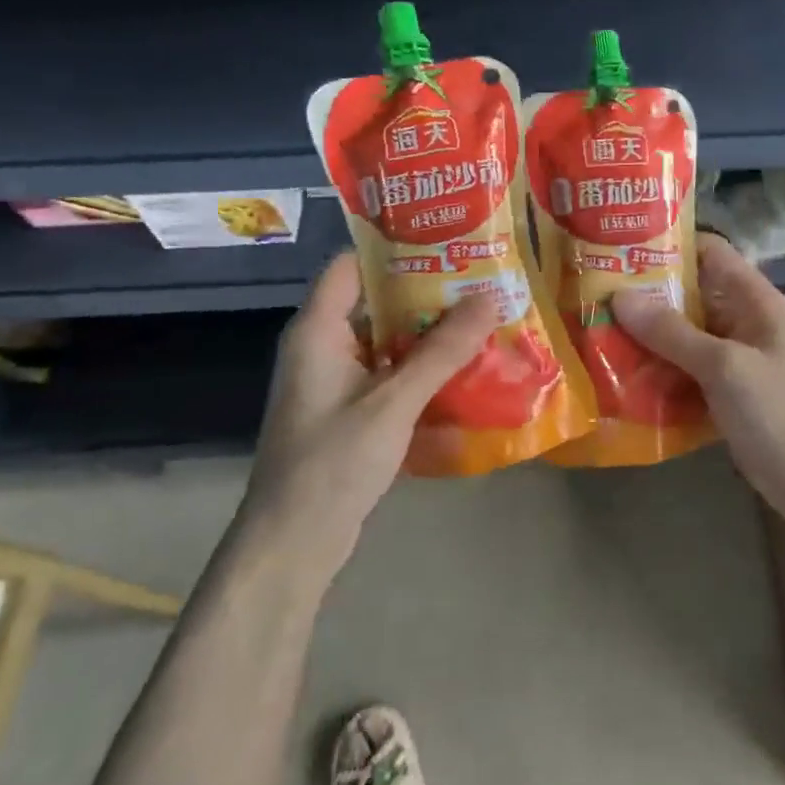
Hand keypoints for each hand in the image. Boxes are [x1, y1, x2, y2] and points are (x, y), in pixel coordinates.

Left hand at [249, 252, 499, 553]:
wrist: (294, 543)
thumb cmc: (334, 462)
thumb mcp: (394, 401)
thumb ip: (442, 350)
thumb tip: (490, 297)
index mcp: (318, 330)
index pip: (352, 264)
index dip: (395, 248)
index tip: (448, 240)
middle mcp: (323, 346)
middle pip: (376, 301)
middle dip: (428, 291)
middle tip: (481, 279)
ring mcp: (336, 380)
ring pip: (388, 339)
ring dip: (430, 332)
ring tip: (483, 317)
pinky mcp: (350, 410)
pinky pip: (389, 373)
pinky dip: (422, 367)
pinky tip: (464, 369)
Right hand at [612, 234, 784, 517]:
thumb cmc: (779, 412)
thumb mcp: (724, 367)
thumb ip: (672, 332)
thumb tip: (620, 296)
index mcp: (754, 300)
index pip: (710, 252)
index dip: (669, 244)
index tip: (620, 247)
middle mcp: (742, 321)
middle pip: (690, 293)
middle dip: (645, 293)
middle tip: (593, 292)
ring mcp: (733, 357)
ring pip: (682, 333)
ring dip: (645, 334)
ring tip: (595, 329)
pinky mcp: (722, 390)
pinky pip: (682, 367)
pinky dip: (656, 368)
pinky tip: (619, 372)